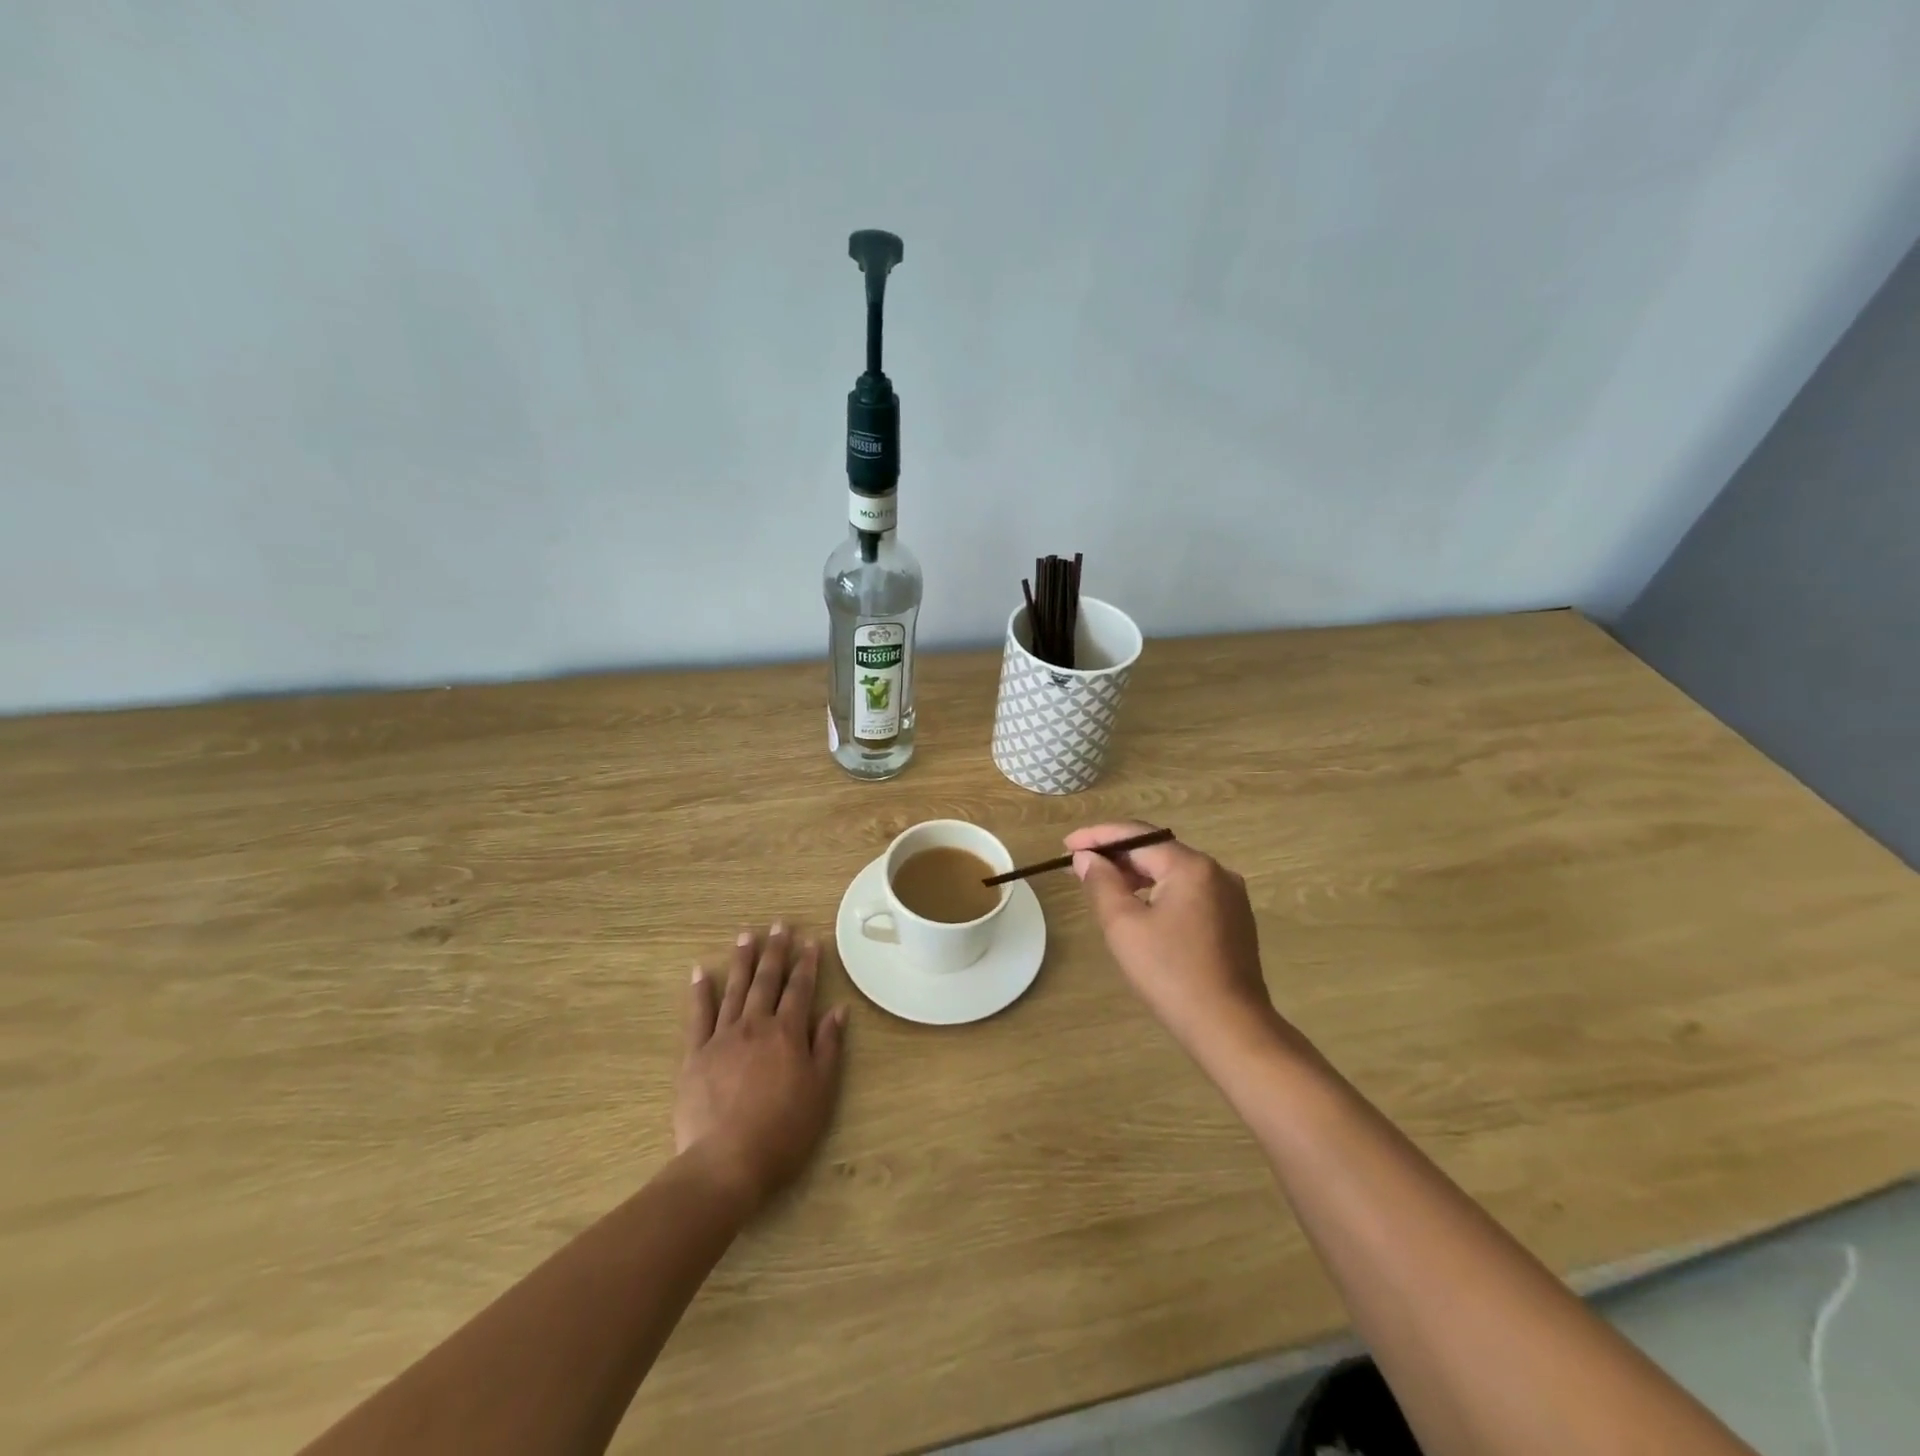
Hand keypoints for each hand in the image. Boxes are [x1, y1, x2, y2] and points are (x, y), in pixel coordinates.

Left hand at [676, 923, 847, 1212]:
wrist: (726, 1163)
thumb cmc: (783, 1131)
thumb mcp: (821, 1092)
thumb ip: (828, 1047)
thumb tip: (837, 1010)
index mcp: (788, 1033)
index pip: (800, 989)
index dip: (807, 964)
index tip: (810, 941)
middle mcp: (756, 1025)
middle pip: (767, 981)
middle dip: (775, 951)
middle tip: (778, 925)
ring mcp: (722, 1038)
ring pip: (734, 989)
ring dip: (742, 961)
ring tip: (746, 935)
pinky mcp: (695, 1055)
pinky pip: (698, 1016)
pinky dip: (700, 992)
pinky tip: (700, 972)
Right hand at [1066, 822, 1276, 1054]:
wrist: (1230, 1027)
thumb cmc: (1171, 973)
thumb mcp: (1124, 925)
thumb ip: (1101, 883)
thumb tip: (1086, 858)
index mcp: (1191, 866)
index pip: (1136, 835)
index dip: (1097, 836)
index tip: (1066, 845)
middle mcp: (1216, 871)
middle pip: (1156, 850)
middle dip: (1115, 855)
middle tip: (1078, 866)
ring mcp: (1229, 896)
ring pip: (1172, 872)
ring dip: (1136, 874)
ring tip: (1102, 885)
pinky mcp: (1234, 919)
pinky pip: (1188, 891)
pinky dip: (1158, 891)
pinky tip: (1139, 908)